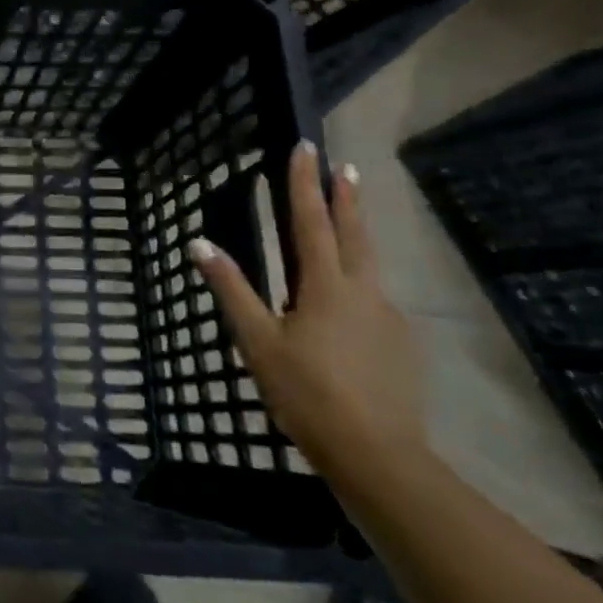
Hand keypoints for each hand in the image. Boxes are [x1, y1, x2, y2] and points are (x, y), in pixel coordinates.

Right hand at [187, 142, 429, 485]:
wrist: (377, 455)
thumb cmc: (306, 393)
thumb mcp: (257, 341)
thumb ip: (231, 289)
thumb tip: (200, 243)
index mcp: (326, 287)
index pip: (310, 221)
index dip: (304, 184)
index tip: (304, 148)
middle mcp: (363, 292)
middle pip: (355, 234)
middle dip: (347, 198)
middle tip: (346, 167)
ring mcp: (389, 319)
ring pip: (370, 265)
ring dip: (357, 235)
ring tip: (348, 222)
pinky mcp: (401, 346)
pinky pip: (376, 301)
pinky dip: (360, 283)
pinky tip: (350, 304)